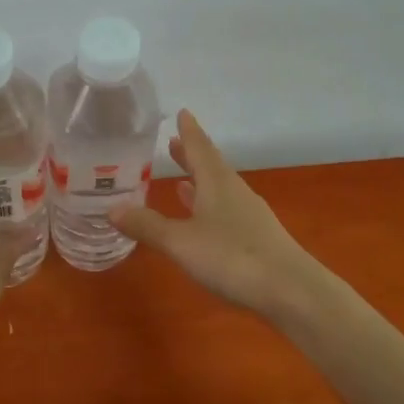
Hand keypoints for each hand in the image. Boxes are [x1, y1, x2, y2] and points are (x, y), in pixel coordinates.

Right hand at [111, 109, 324, 322]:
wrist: (291, 290)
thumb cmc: (232, 257)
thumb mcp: (181, 242)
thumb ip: (148, 226)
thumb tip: (112, 209)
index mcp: (217, 183)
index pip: (200, 148)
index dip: (189, 131)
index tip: (182, 113)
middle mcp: (235, 192)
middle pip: (211, 166)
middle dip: (191, 156)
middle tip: (174, 143)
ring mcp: (249, 215)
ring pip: (219, 190)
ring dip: (200, 182)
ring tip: (181, 180)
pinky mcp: (257, 238)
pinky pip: (226, 211)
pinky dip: (209, 207)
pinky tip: (203, 219)